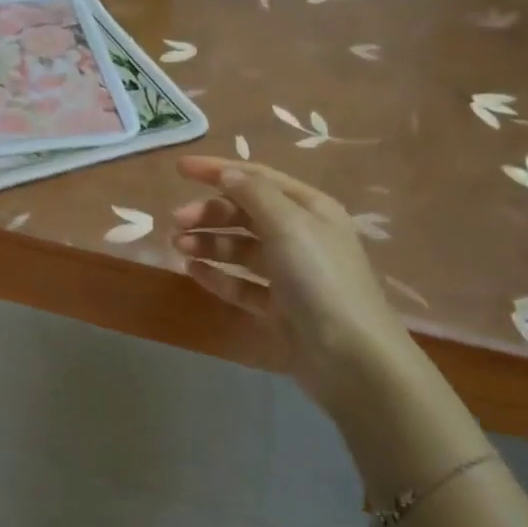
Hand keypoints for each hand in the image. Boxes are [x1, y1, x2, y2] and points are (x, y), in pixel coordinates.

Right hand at [170, 156, 416, 411]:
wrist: (351, 357)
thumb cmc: (321, 280)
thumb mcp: (289, 225)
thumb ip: (254, 194)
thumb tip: (227, 172)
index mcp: (309, 208)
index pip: (257, 178)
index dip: (218, 170)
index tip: (179, 169)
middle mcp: (301, 236)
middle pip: (245, 213)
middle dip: (209, 212)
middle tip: (176, 221)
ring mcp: (290, 274)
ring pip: (240, 249)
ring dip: (208, 242)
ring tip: (178, 246)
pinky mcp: (279, 307)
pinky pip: (241, 284)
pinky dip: (217, 275)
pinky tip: (192, 271)